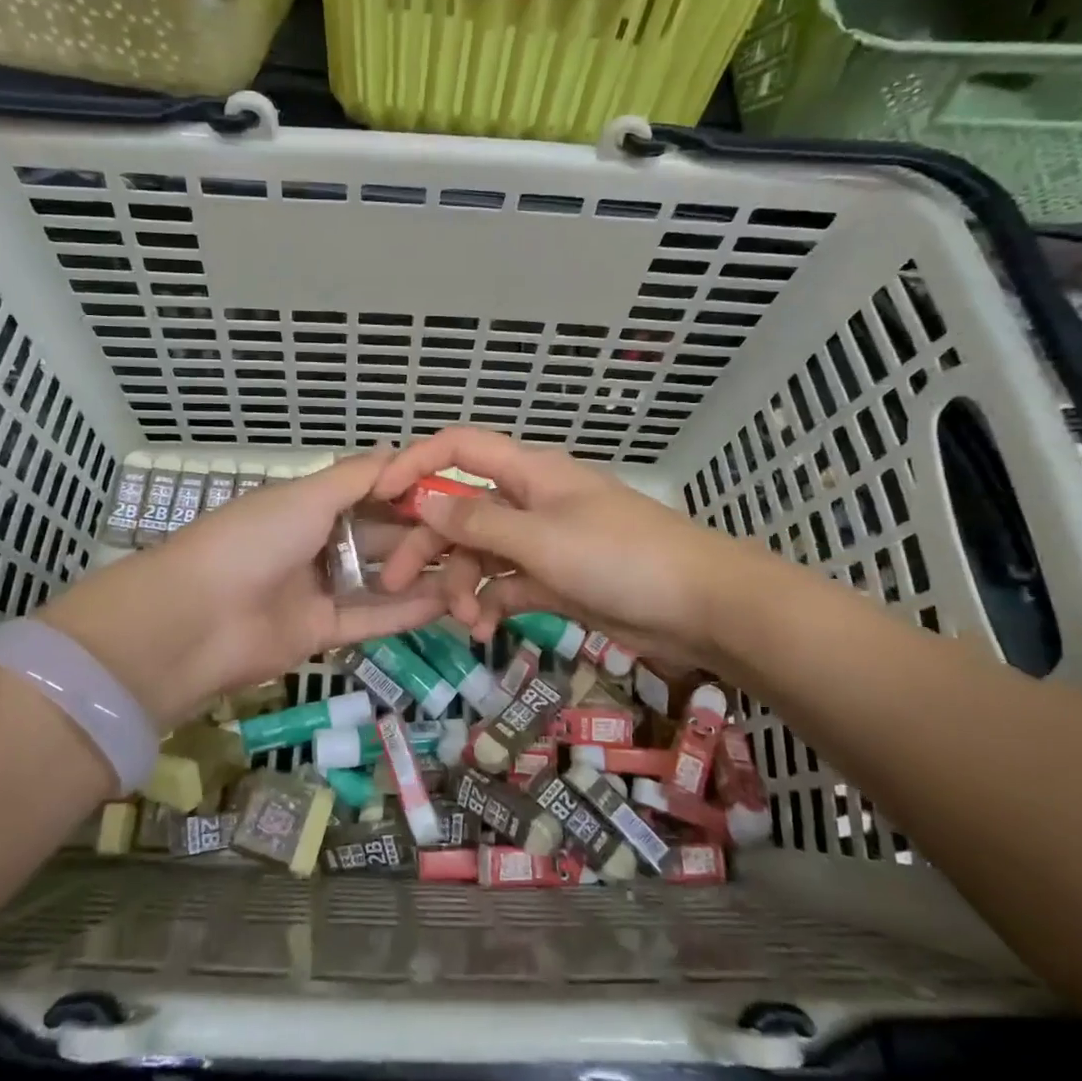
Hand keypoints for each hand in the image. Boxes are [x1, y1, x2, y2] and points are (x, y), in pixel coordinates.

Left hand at [39, 449, 448, 728]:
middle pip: (381, 537)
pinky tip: (447, 603)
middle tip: (475, 539)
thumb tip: (402, 449)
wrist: (197, 620)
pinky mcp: (322, 632)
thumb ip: (357, 477)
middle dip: (423, 536)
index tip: (456, 494)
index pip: (371, 494)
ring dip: (422, 576)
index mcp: (308, 505)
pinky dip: (406, 611)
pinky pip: (371, 618)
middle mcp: (317, 544)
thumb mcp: (306, 496)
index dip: (411, 493)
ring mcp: (319, 589)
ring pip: (381, 580)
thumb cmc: (253, 541)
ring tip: (473, 574)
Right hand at [371, 428, 739, 668]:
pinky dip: (492, 604)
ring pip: (481, 553)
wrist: (702, 606)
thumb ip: (479, 523)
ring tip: (464, 621)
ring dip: (463, 584)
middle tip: (397, 583)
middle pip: (461, 511)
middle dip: (428, 544)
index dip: (415, 463)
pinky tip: (484, 630)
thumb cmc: (621, 558)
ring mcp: (542, 542)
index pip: (459, 449)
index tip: (379, 496)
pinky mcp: (554, 579)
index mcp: (529, 473)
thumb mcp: (542, 539)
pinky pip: (507, 584)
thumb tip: (423, 502)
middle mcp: (530, 501)